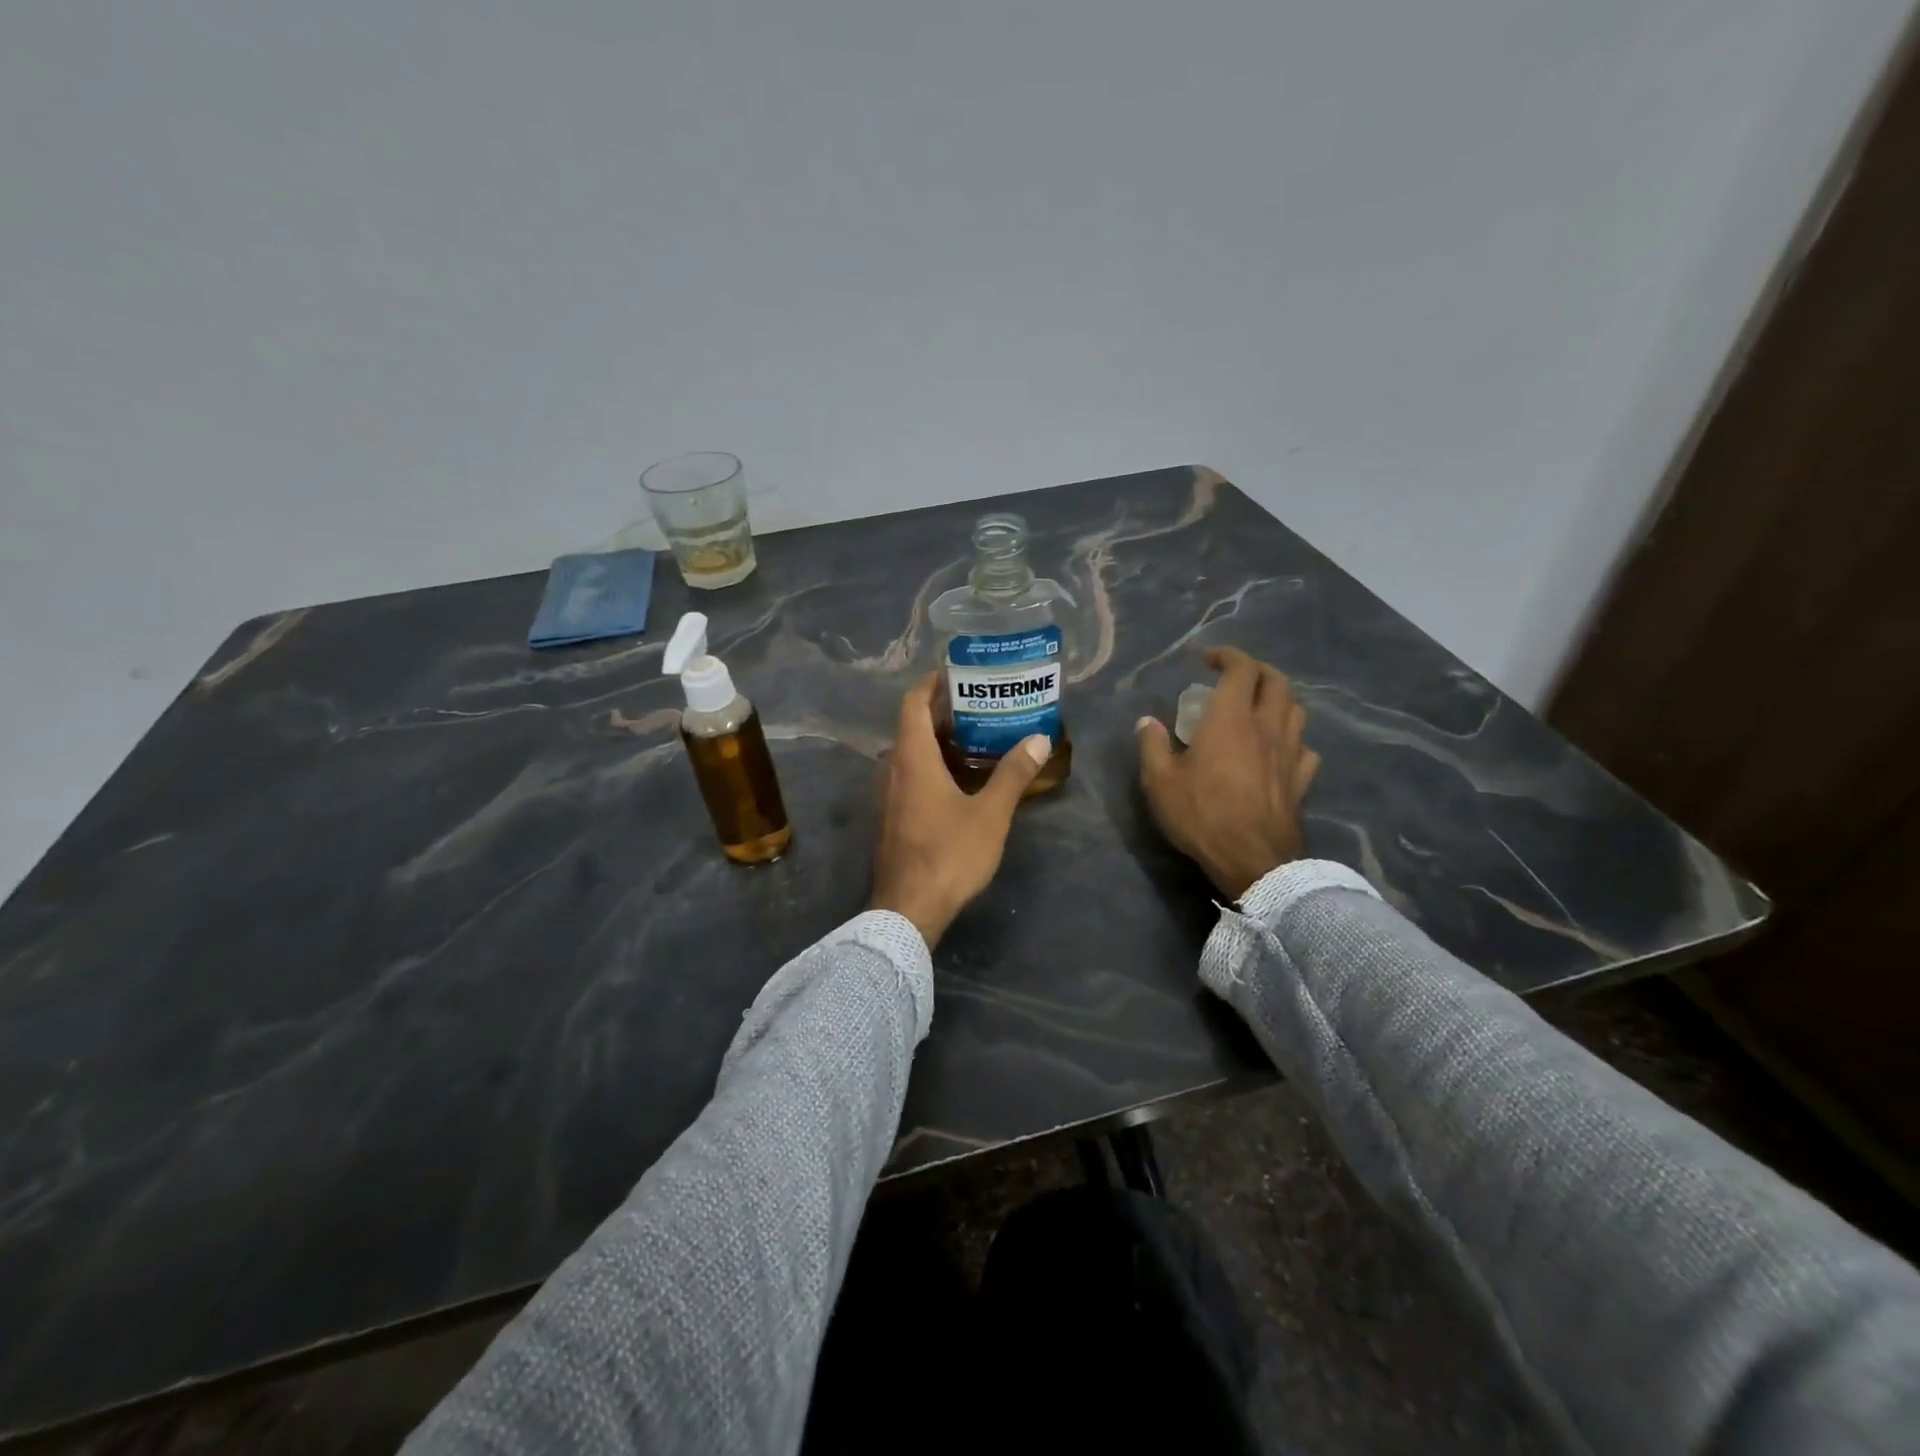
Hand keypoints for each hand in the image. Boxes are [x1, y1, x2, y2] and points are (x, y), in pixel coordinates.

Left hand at [870, 673, 1051, 947]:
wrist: (907, 910)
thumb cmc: (948, 854)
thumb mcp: (990, 814)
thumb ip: (1013, 775)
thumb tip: (1039, 739)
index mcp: (912, 759)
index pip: (912, 703)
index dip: (931, 683)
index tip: (957, 673)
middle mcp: (892, 770)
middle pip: (911, 727)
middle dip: (942, 712)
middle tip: (980, 706)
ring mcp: (888, 796)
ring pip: (910, 754)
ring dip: (937, 741)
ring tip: (976, 739)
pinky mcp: (891, 818)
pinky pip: (909, 777)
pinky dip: (932, 766)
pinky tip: (960, 780)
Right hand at [1136, 647, 1320, 900]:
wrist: (1252, 860)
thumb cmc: (1202, 815)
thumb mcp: (1160, 781)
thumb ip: (1152, 746)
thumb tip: (1147, 722)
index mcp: (1231, 719)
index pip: (1242, 669)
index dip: (1228, 656)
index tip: (1208, 660)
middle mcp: (1266, 727)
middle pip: (1277, 681)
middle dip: (1257, 671)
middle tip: (1236, 677)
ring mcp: (1290, 753)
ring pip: (1296, 710)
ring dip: (1279, 700)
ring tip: (1259, 709)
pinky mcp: (1301, 780)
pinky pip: (1305, 748)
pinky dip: (1293, 740)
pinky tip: (1279, 751)